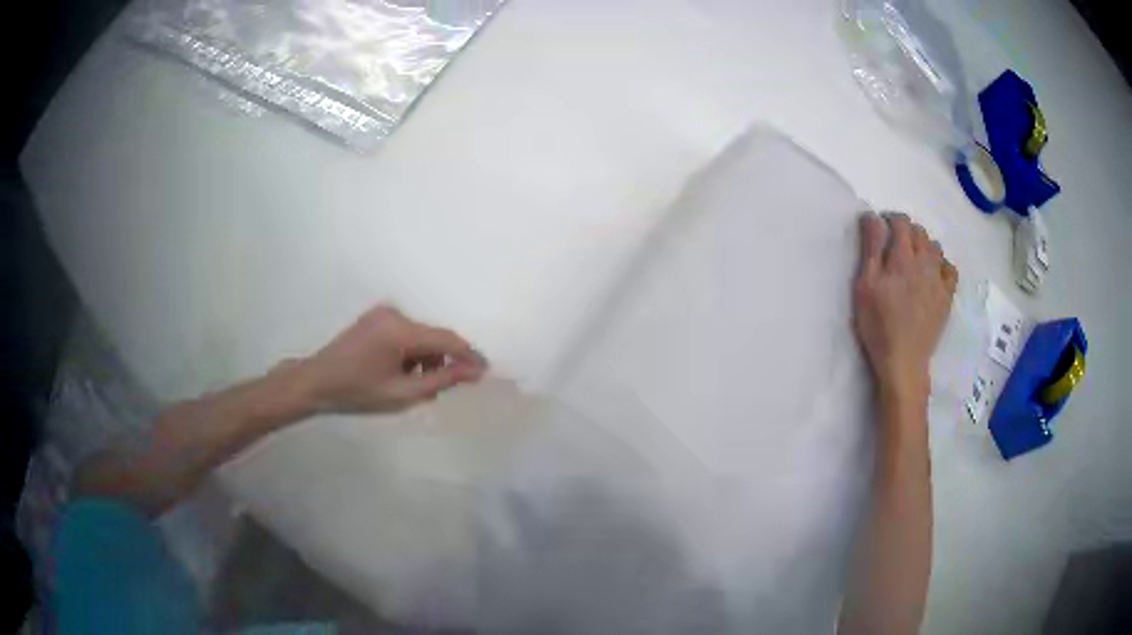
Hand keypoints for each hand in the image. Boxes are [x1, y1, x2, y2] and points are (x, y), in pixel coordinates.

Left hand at [296, 305, 487, 413]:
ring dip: (427, 357)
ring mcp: (384, 312)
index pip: (446, 339)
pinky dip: (413, 351)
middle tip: (443, 387)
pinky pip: (407, 332)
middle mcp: (395, 313)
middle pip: (434, 336)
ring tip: (416, 384)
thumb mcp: (402, 393)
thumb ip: (441, 380)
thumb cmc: (358, 391)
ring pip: (421, 335)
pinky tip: (402, 370)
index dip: (468, 355)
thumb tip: (474, 371)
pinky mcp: (378, 316)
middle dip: (444, 360)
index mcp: (400, 330)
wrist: (317, 380)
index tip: (486, 371)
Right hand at [853, 213, 956, 403]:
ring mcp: (939, 280)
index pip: (900, 222)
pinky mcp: (947, 297)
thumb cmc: (878, 325)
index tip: (879, 227)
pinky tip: (933, 273)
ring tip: (912, 258)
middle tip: (893, 245)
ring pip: (935, 247)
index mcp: (903, 257)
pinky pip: (950, 268)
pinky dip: (941, 264)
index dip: (889, 219)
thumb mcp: (865, 286)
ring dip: (923, 245)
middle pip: (919, 232)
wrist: (903, 361)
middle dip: (906, 231)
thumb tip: (873, 217)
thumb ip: (871, 248)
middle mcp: (925, 262)